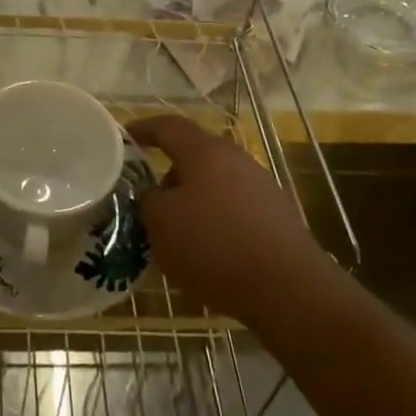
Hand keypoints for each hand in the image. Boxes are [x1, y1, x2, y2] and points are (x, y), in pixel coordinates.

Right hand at [127, 115, 327, 332]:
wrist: (289, 288)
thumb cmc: (214, 246)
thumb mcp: (161, 224)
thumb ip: (149, 201)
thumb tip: (155, 195)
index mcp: (204, 151)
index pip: (168, 127)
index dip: (144, 129)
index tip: (125, 137)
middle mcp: (235, 159)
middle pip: (195, 156)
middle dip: (170, 175)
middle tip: (150, 200)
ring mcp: (262, 186)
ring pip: (216, 185)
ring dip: (195, 202)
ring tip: (179, 233)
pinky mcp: (279, 217)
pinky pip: (236, 209)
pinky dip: (218, 223)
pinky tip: (211, 254)